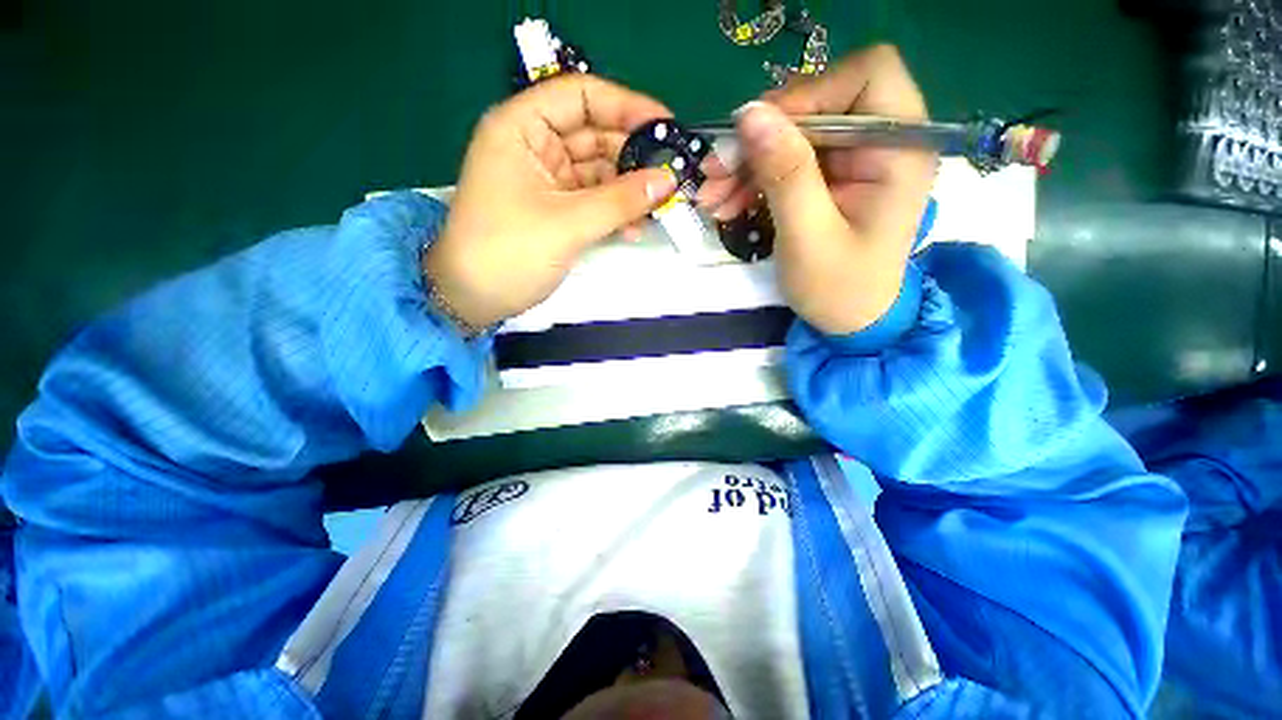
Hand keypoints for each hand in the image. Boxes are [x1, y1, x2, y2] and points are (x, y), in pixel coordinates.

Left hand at [424, 75, 677, 330]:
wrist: (474, 298)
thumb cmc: (508, 252)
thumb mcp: (567, 223)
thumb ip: (620, 200)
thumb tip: (668, 179)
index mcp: (522, 127)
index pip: (581, 96)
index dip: (626, 106)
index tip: (666, 127)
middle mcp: (536, 146)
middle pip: (595, 135)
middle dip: (634, 156)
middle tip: (673, 175)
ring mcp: (548, 180)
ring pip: (599, 172)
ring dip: (629, 190)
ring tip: (660, 207)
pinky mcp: (557, 210)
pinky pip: (595, 200)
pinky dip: (616, 212)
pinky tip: (635, 228)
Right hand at [700, 45, 935, 335]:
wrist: (849, 320)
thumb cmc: (839, 289)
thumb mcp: (808, 237)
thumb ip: (785, 174)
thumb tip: (750, 113)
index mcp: (900, 150)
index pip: (866, 76)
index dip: (809, 95)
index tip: (759, 136)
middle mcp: (882, 142)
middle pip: (818, 104)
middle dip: (761, 138)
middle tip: (714, 173)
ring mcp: (853, 159)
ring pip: (793, 134)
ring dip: (746, 163)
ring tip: (711, 197)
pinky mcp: (829, 176)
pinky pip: (784, 160)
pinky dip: (751, 179)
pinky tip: (726, 203)